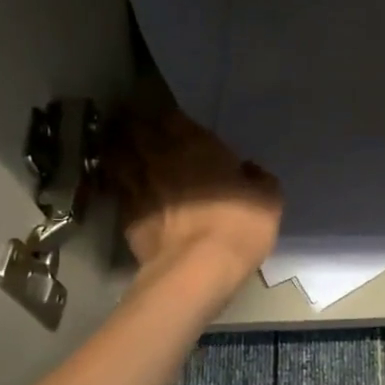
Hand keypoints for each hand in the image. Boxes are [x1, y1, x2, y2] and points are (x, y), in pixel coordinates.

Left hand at [106, 109, 281, 288]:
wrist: (195, 270)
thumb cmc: (237, 226)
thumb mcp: (268, 200)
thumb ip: (258, 178)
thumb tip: (249, 170)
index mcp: (195, 144)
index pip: (169, 115)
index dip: (165, 115)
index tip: (168, 118)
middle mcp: (160, 157)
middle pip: (135, 130)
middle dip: (134, 125)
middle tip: (136, 124)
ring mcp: (137, 186)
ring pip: (117, 157)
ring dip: (117, 149)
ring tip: (121, 149)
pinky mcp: (125, 216)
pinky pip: (117, 190)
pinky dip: (118, 185)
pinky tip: (123, 187)